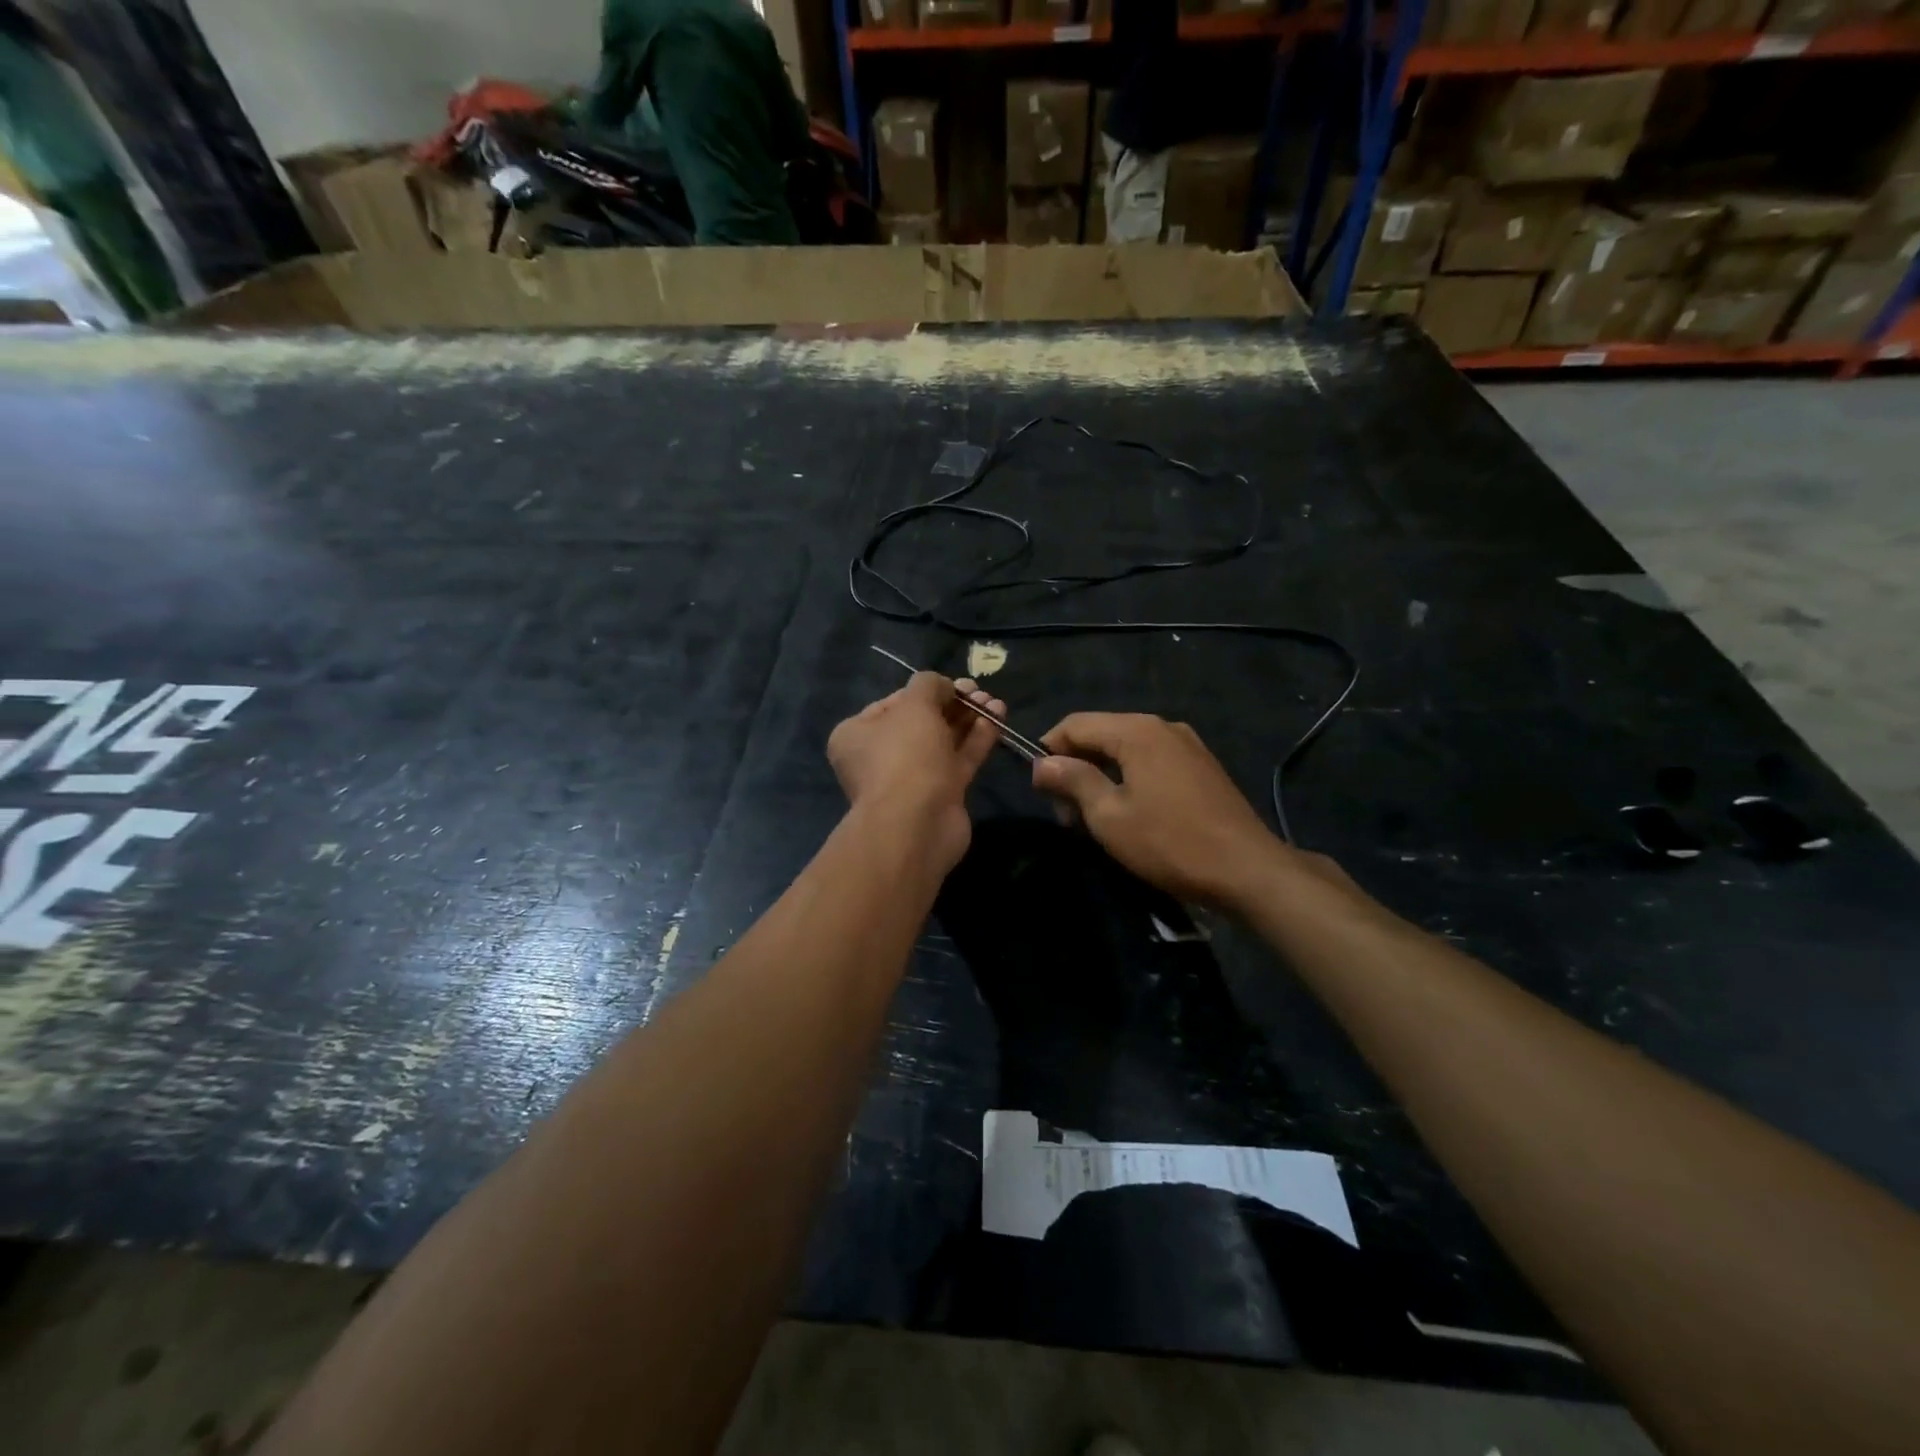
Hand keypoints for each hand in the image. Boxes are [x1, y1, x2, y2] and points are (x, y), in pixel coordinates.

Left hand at [828, 673, 1003, 874]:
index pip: (893, 704)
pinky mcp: (940, 795)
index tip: (953, 683)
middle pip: (922, 722)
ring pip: (943, 741)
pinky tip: (997, 719)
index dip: (925, 691)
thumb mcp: (914, 705)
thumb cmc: (905, 755)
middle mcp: (880, 756)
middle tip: (979, 691)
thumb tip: (944, 686)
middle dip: (953, 704)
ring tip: (995, 702)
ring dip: (969, 719)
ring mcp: (911, 778)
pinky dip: (977, 740)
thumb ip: (929, 685)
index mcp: (858, 734)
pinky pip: (959, 760)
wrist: (917, 824)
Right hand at [1031, 713, 1290, 906]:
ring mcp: (1187, 745)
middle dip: (1075, 767)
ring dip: (1100, 776)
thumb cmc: (1170, 843)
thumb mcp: (1109, 815)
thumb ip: (1073, 781)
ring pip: (1126, 749)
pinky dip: (1128, 779)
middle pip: (1101, 734)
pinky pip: (1151, 761)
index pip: (1075, 724)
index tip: (1038, 788)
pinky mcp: (1201, 766)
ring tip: (1092, 819)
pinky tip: (1128, 813)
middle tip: (1065, 814)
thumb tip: (1042, 763)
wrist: (1247, 870)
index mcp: (1136, 731)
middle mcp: (1162, 726)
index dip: (1048, 750)